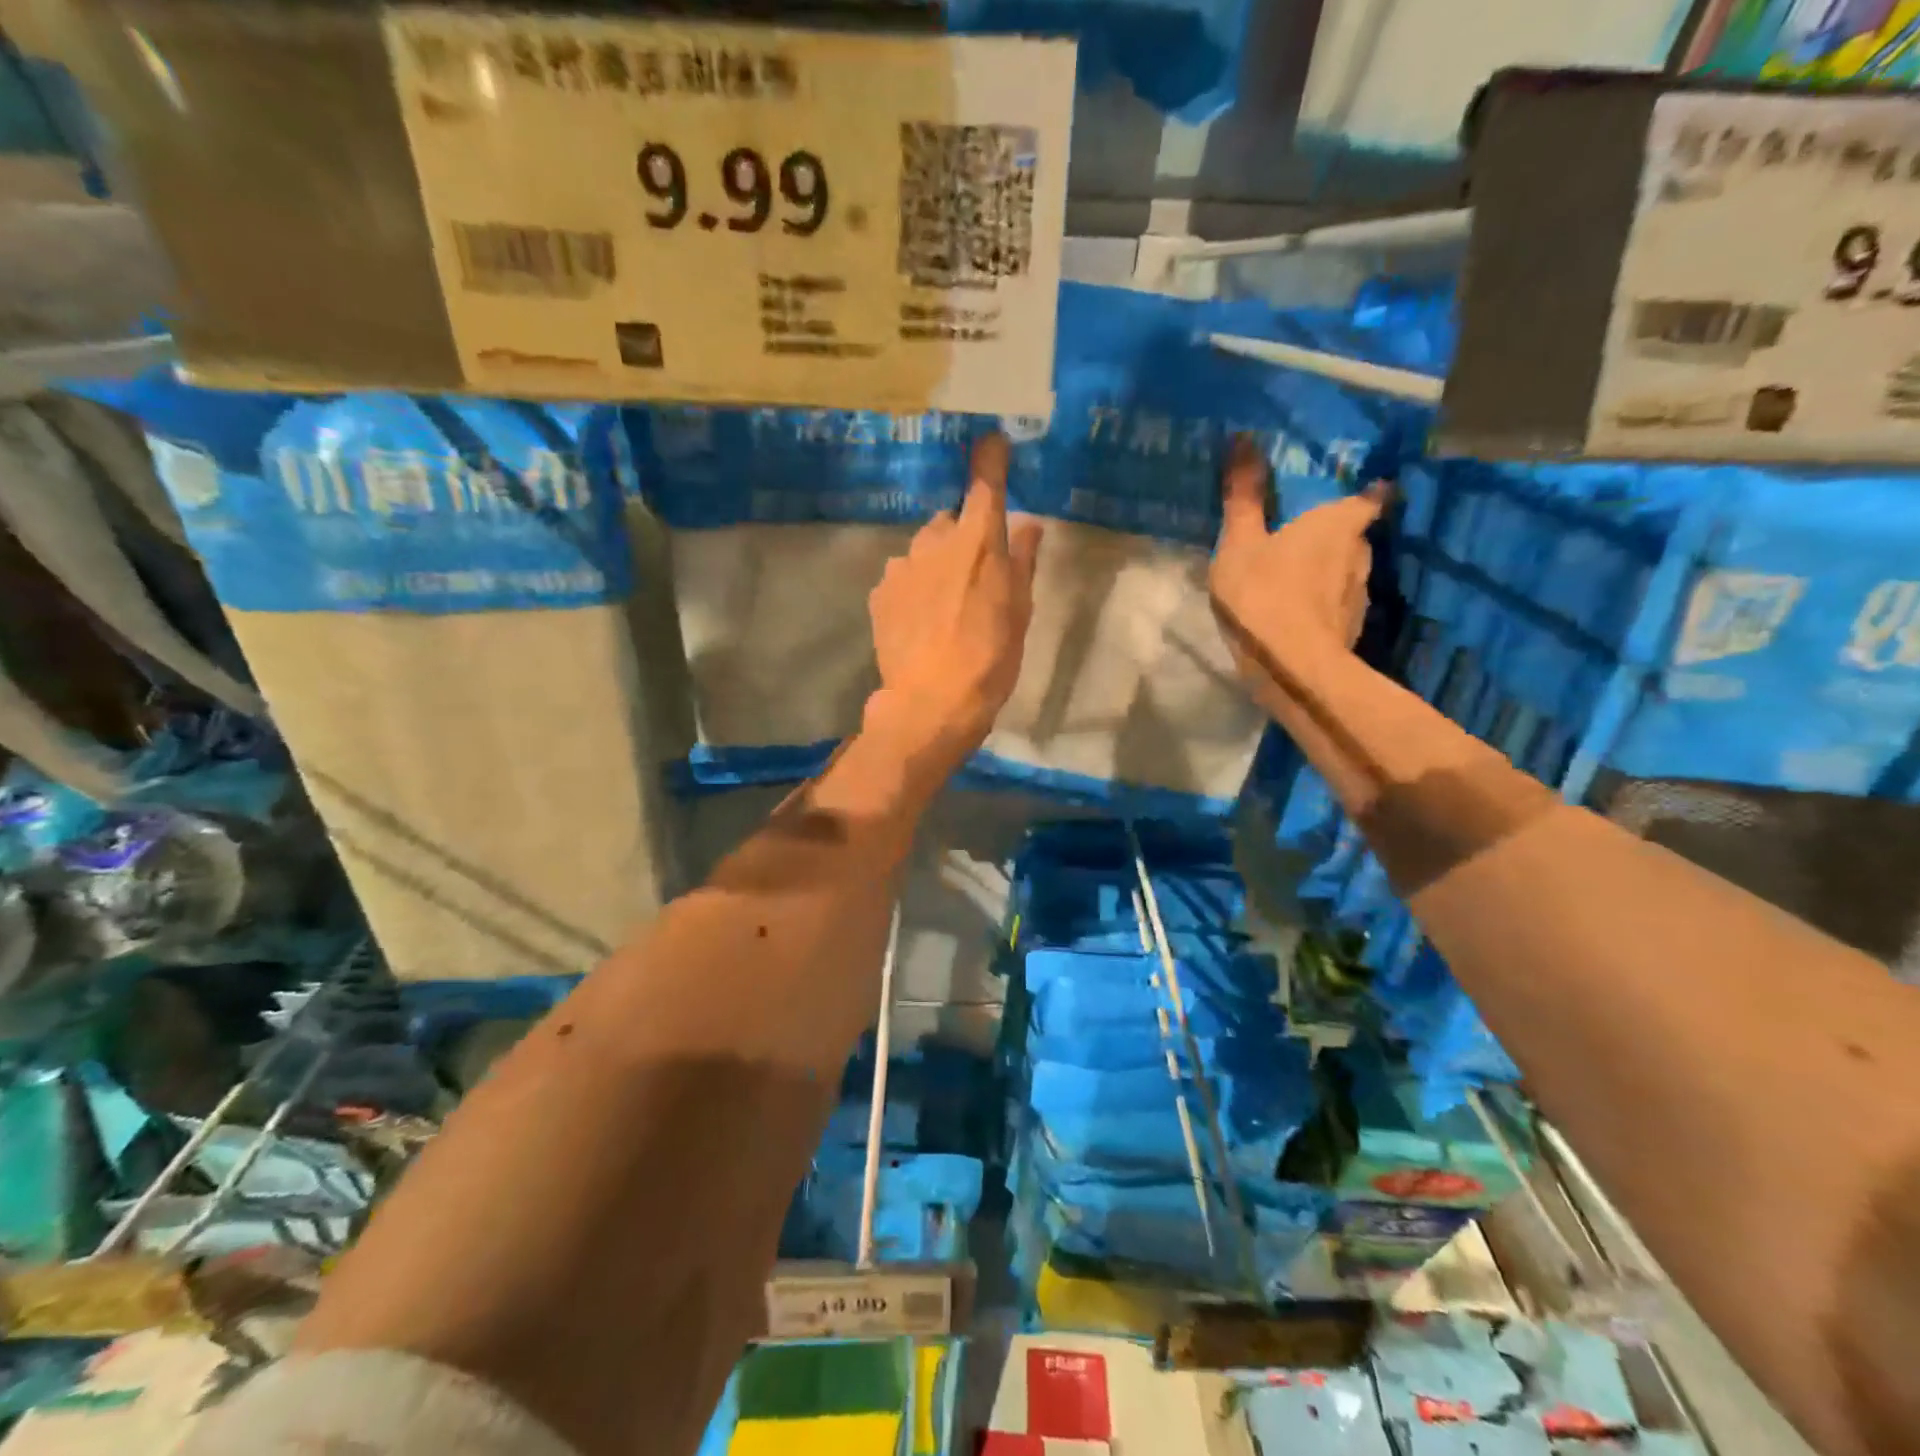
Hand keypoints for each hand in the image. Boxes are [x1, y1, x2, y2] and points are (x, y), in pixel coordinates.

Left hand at [867, 432, 1042, 765]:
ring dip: (936, 565)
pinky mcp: (880, 593)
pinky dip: (914, 588)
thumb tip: (1027, 524)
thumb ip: (1021, 561)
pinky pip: (902, 577)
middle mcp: (935, 542)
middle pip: (950, 522)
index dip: (989, 459)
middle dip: (962, 537)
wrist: (931, 703)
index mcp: (978, 541)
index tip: (991, 441)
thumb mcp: (1019, 612)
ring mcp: (901, 566)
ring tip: (946, 608)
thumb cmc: (990, 658)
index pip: (984, 484)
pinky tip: (922, 622)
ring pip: (923, 551)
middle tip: (976, 578)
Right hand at [1210, 435, 1386, 702]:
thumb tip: (1244, 438)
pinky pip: (1335, 604)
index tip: (1352, 492)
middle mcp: (1361, 553)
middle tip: (1300, 535)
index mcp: (1339, 523)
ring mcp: (1360, 595)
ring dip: (1325, 571)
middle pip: (1353, 535)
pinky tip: (1294, 612)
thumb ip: (1244, 497)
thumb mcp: (1240, 543)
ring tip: (1293, 576)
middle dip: (1332, 534)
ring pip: (1345, 572)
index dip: (1364, 493)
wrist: (1290, 668)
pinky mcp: (1351, 629)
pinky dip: (1320, 602)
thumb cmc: (1263, 593)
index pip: (1369, 497)